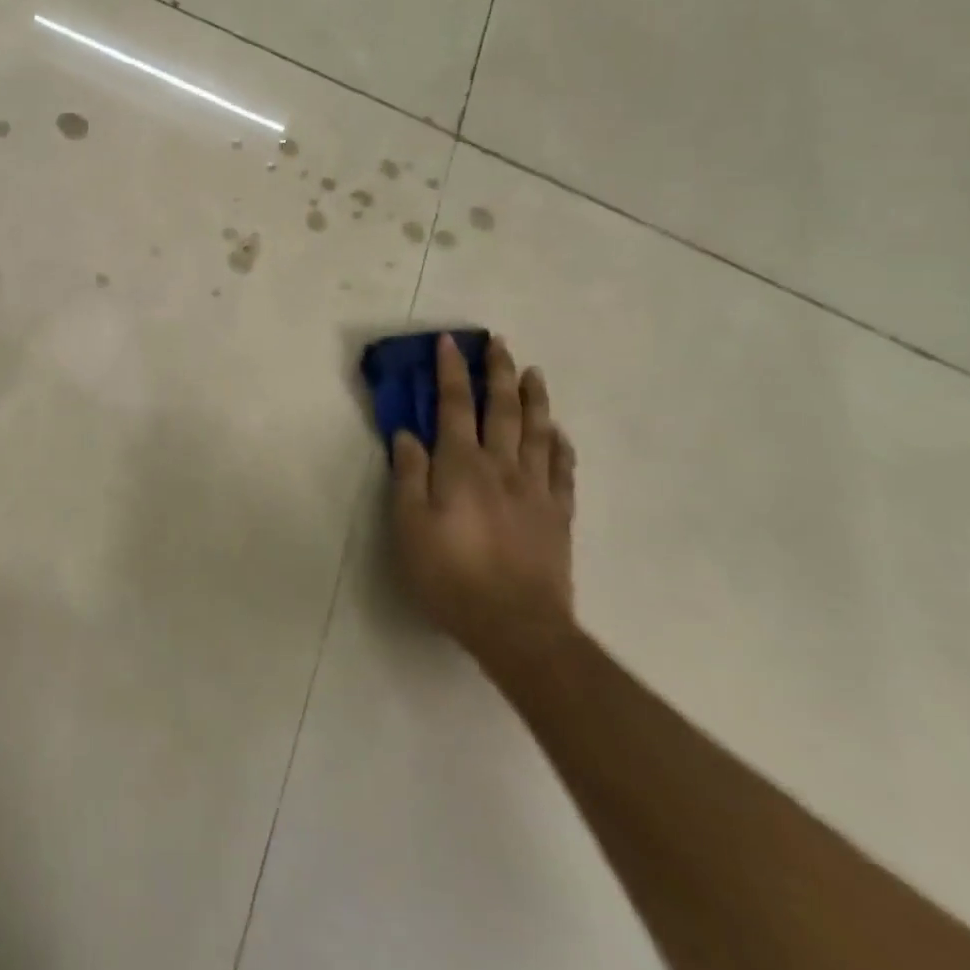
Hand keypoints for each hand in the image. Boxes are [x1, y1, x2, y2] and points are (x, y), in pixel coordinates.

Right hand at [391, 333, 576, 676]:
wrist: (517, 627)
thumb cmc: (451, 575)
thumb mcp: (410, 526)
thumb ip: (409, 476)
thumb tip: (407, 434)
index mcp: (462, 466)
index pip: (455, 405)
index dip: (451, 371)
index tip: (450, 342)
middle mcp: (502, 466)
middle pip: (503, 409)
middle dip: (498, 372)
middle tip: (499, 343)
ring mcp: (536, 489)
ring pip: (538, 431)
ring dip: (534, 398)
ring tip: (533, 372)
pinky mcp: (558, 515)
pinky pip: (563, 469)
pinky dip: (561, 445)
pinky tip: (560, 433)